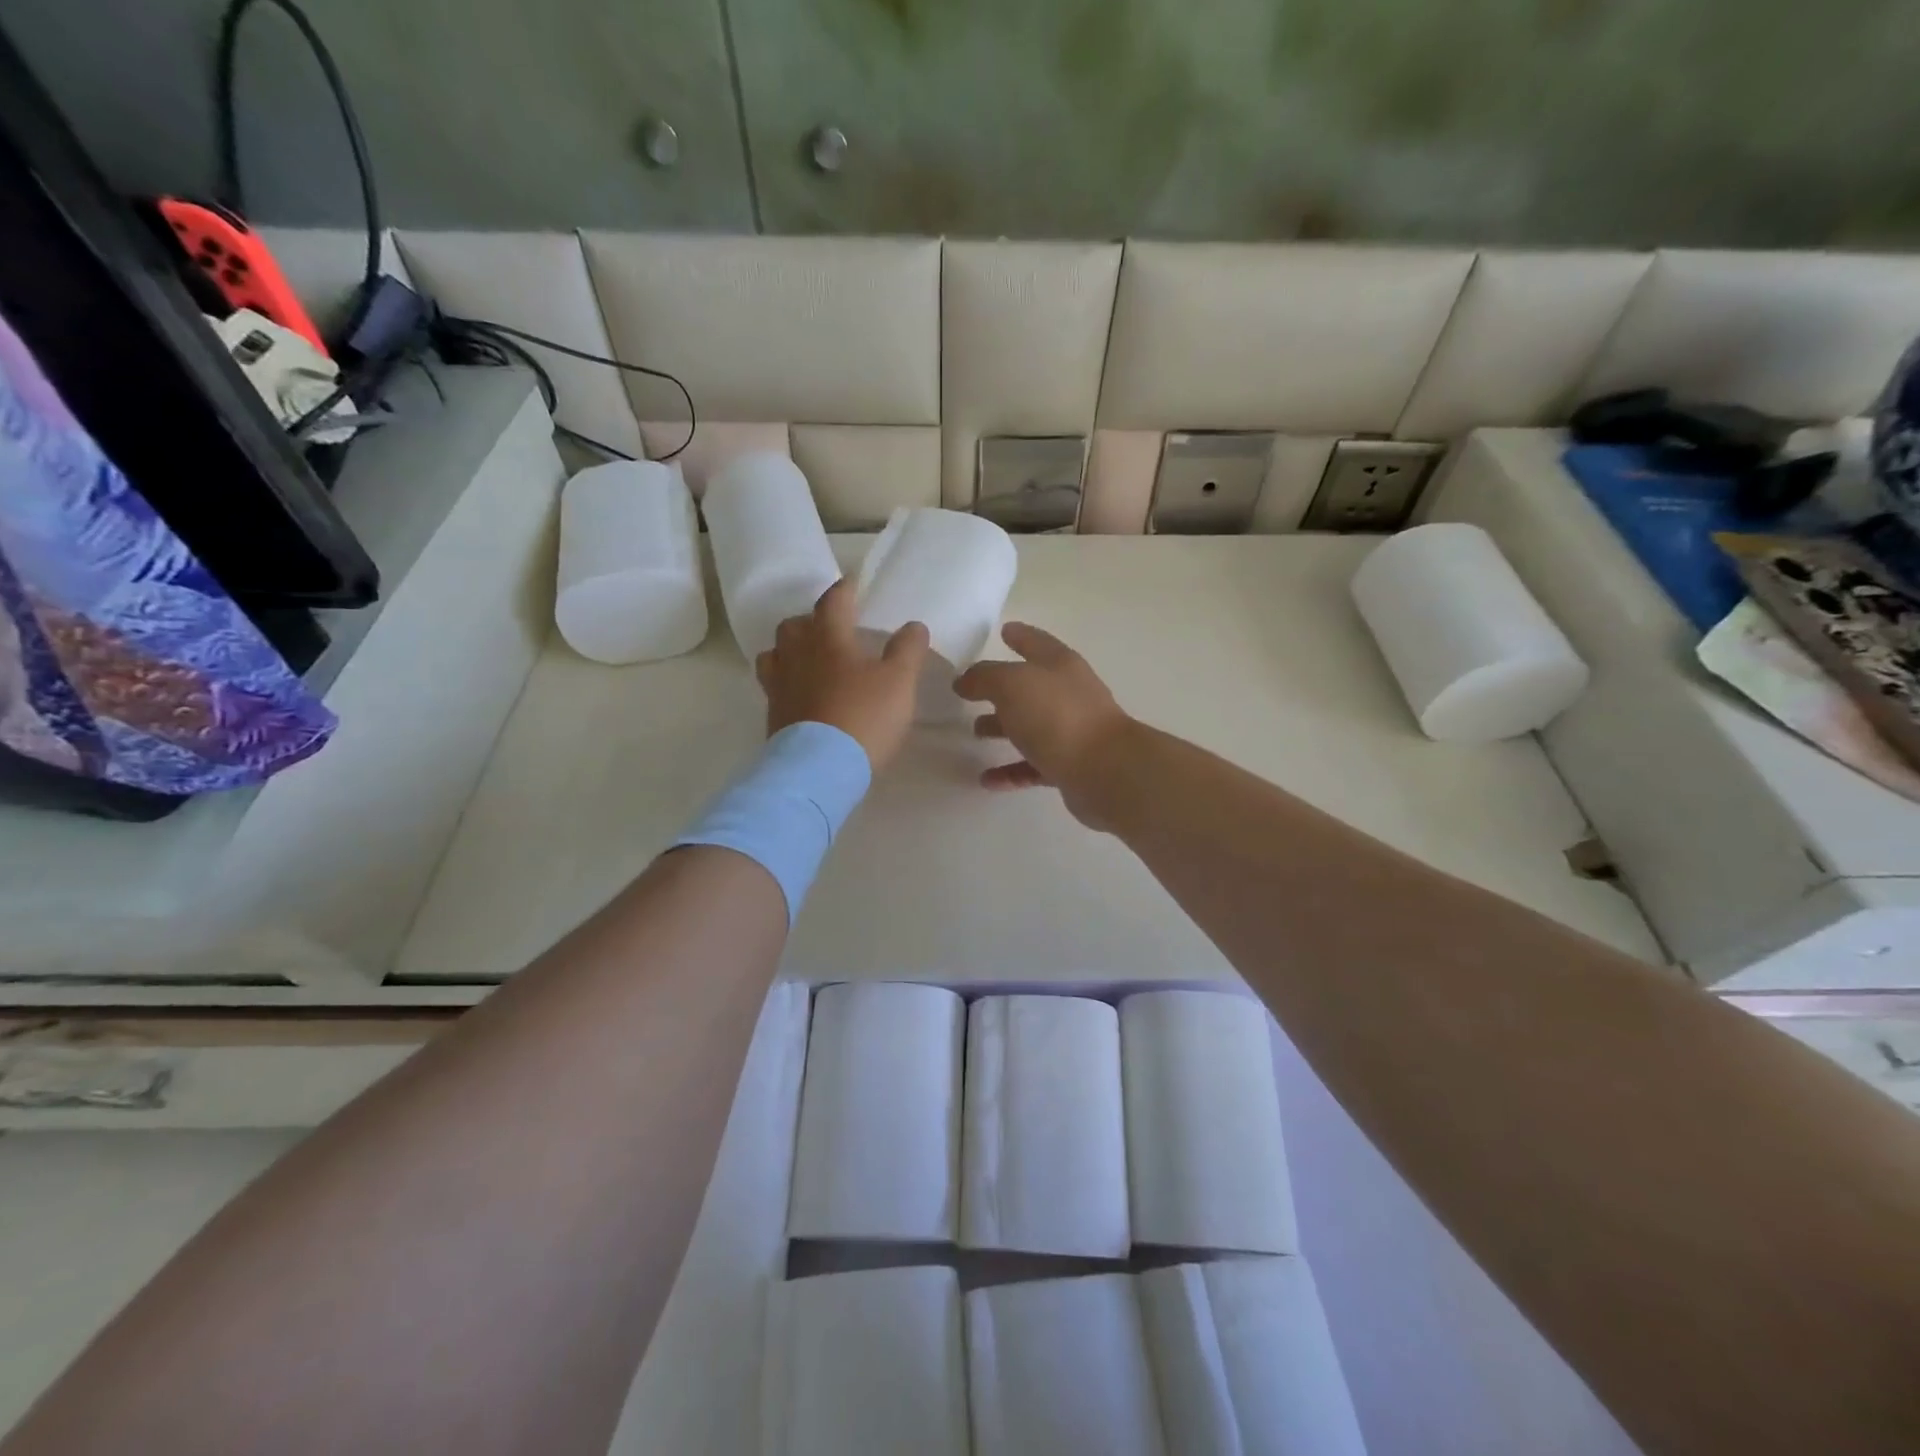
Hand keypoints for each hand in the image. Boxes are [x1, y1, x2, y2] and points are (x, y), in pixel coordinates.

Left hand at [757, 579, 929, 772]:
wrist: (820, 768)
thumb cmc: (864, 716)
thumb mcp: (899, 682)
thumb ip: (907, 650)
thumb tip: (913, 625)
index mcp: (827, 638)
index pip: (833, 601)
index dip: (845, 589)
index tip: (854, 584)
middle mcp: (796, 655)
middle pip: (795, 625)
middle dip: (812, 620)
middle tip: (832, 628)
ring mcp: (779, 686)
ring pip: (776, 654)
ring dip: (791, 650)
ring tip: (810, 659)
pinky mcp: (773, 715)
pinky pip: (775, 686)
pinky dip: (788, 681)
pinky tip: (804, 694)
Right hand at [954, 623, 1136, 825]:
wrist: (1104, 770)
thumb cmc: (1057, 716)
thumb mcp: (1012, 684)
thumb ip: (984, 677)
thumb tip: (965, 681)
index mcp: (1059, 665)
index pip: (1036, 642)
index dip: (1019, 635)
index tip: (1004, 630)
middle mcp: (1069, 694)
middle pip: (1031, 687)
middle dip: (1001, 689)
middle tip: (972, 693)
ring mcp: (1072, 731)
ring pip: (1031, 726)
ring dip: (1003, 729)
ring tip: (975, 734)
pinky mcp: (1071, 766)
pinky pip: (1033, 766)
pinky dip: (1010, 770)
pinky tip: (987, 780)